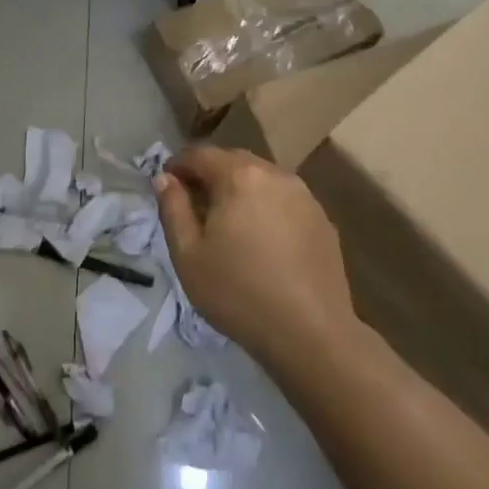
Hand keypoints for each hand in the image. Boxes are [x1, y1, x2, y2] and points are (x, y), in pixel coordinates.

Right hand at [155, 145, 356, 366]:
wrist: (311, 333)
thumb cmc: (238, 292)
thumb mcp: (188, 254)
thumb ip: (172, 208)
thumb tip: (165, 179)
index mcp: (239, 176)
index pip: (200, 154)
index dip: (178, 165)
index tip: (167, 184)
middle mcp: (274, 174)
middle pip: (233, 161)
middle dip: (210, 174)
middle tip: (194, 204)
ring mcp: (304, 196)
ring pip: (261, 179)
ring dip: (240, 190)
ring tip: (229, 222)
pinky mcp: (323, 220)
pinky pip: (284, 200)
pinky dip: (266, 208)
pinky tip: (262, 240)